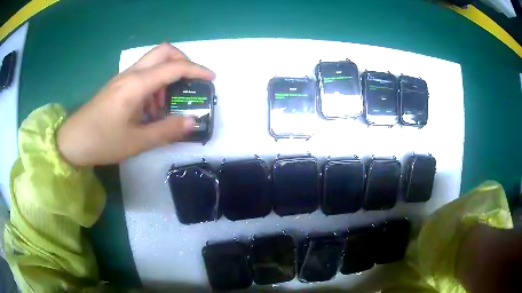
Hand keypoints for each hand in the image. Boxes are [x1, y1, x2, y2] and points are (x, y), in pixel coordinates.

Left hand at [57, 43, 214, 166]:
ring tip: (165, 106)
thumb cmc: (102, 141)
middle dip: (182, 61)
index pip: (174, 67)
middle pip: (163, 51)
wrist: (73, 142)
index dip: (196, 70)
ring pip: (153, 62)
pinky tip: (149, 109)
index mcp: (137, 85)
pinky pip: (142, 74)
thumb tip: (192, 121)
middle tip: (189, 82)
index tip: (211, 78)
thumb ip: (167, 130)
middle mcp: (131, 74)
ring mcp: (123, 78)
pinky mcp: (118, 85)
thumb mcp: (137, 142)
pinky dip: (154, 84)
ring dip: (166, 76)